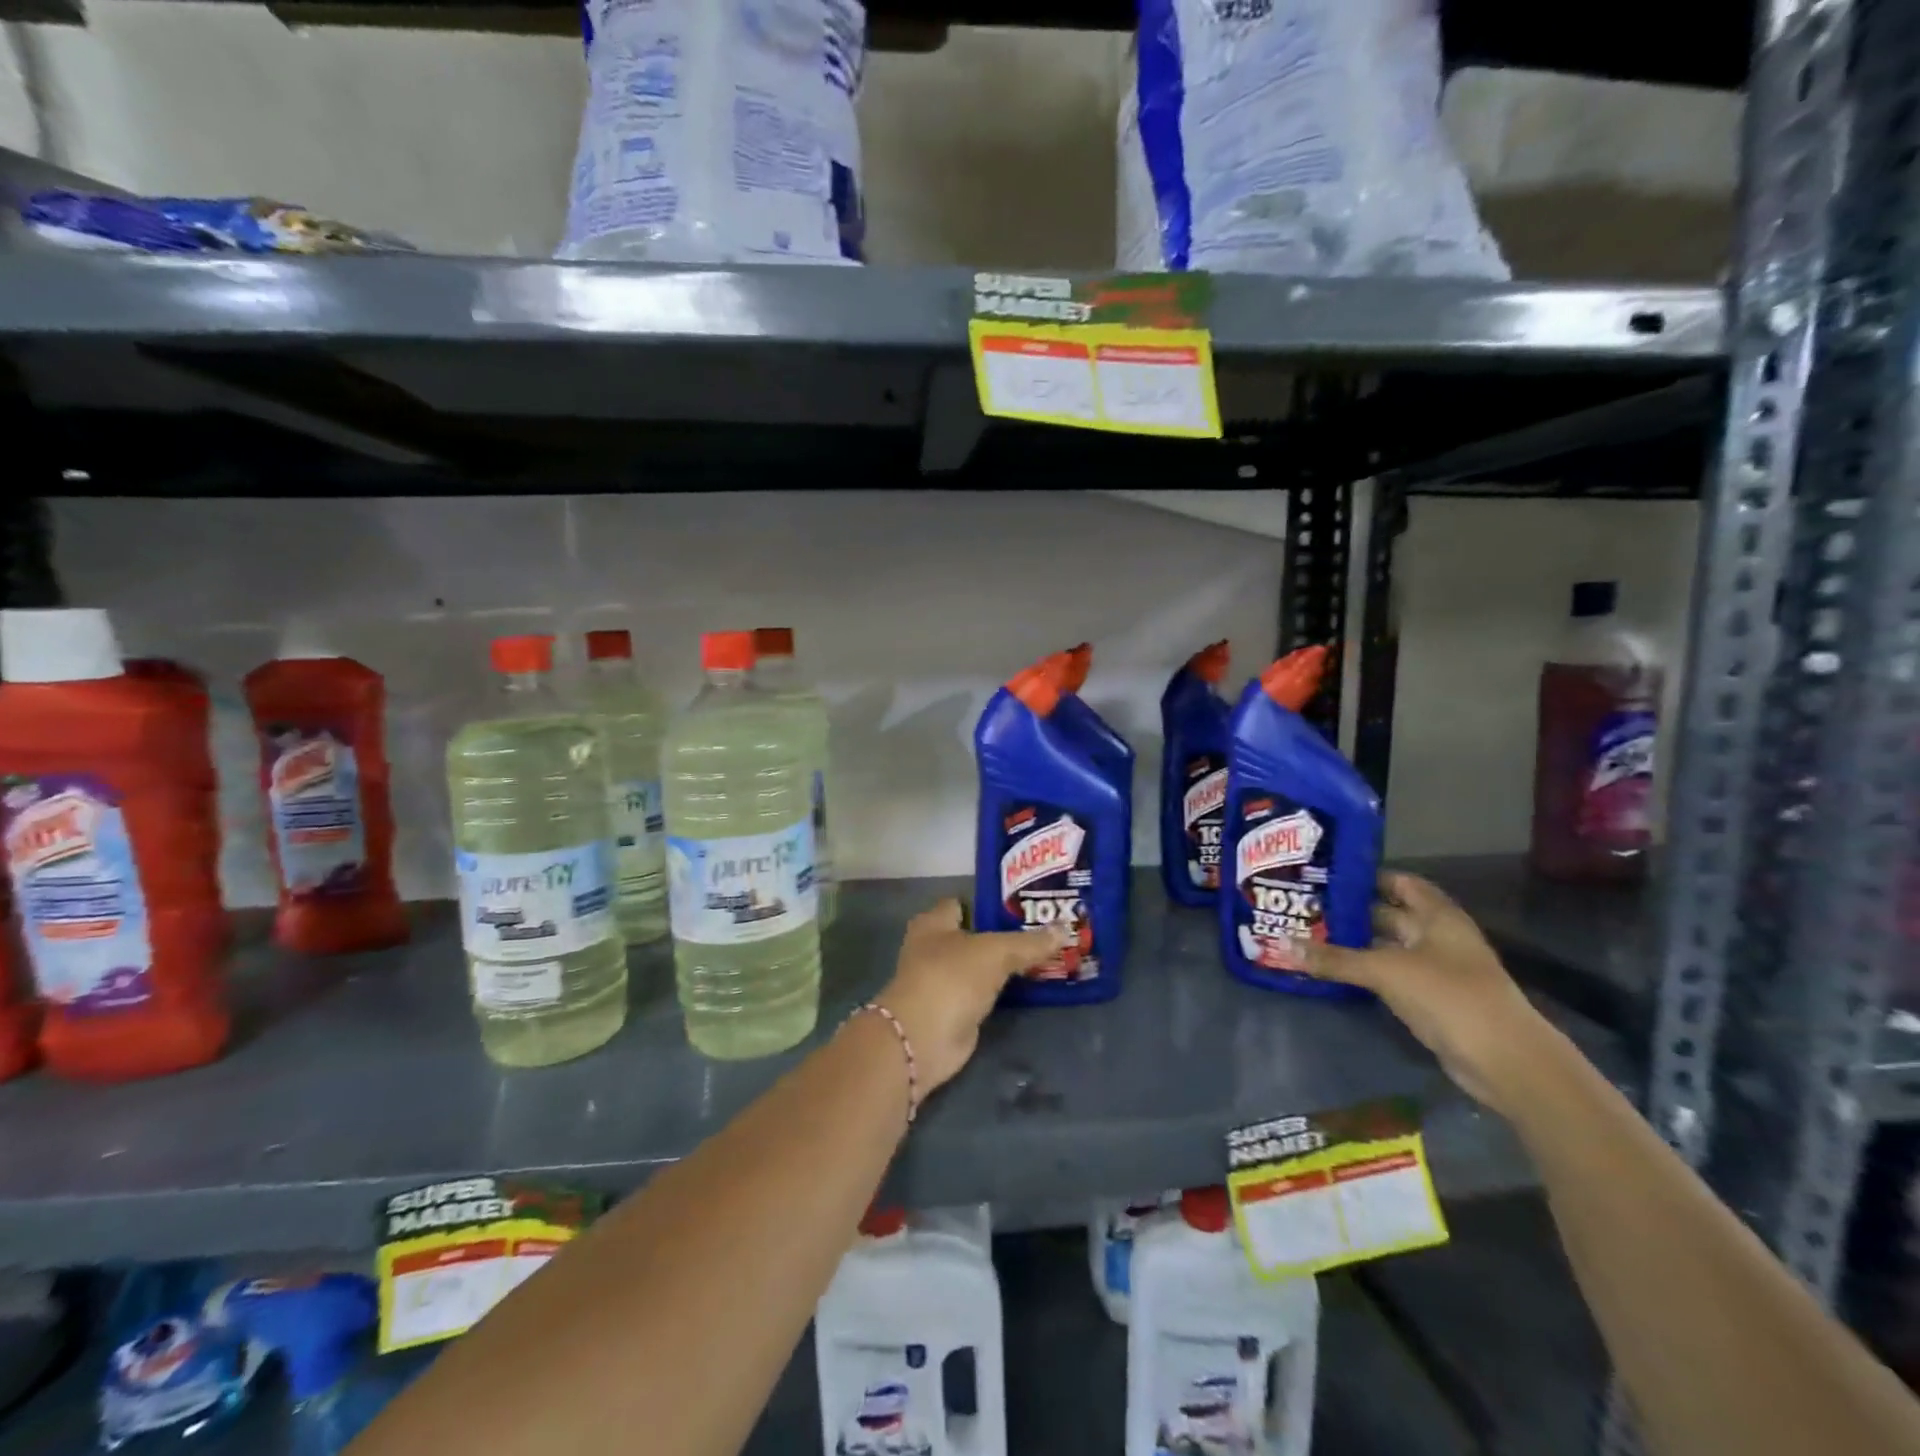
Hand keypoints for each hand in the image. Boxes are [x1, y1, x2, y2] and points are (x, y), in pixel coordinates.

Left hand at [873, 900, 1068, 1092]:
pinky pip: (985, 992)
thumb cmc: (951, 978)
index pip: (963, 903)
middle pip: (975, 934)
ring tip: (1046, 954)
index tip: (1025, 904)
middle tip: (1044, 929)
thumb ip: (1029, 943)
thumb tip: (1064, 929)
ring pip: (982, 965)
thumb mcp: (995, 952)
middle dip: (1004, 933)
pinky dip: (1003, 990)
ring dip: (1006, 964)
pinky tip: (1031, 984)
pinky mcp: (955, 1009)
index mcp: (934, 922)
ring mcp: (944, 981)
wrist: (924, 1038)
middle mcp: (934, 948)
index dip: (991, 902)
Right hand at [1295, 872, 1558, 1117]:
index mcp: (1437, 916)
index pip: (1400, 882)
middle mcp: (1438, 936)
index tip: (1325, 874)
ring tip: (1310, 933)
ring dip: (1356, 943)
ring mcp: (1436, 969)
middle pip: (1390, 914)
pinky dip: (1366, 971)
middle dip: (1352, 911)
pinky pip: (1391, 975)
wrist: (1504, 1060)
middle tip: (1307, 905)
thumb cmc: (1448, 996)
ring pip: (1388, 946)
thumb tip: (1281, 944)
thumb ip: (1335, 959)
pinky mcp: (1431, 999)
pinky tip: (1334, 970)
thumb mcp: (1385, 971)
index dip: (1367, 876)